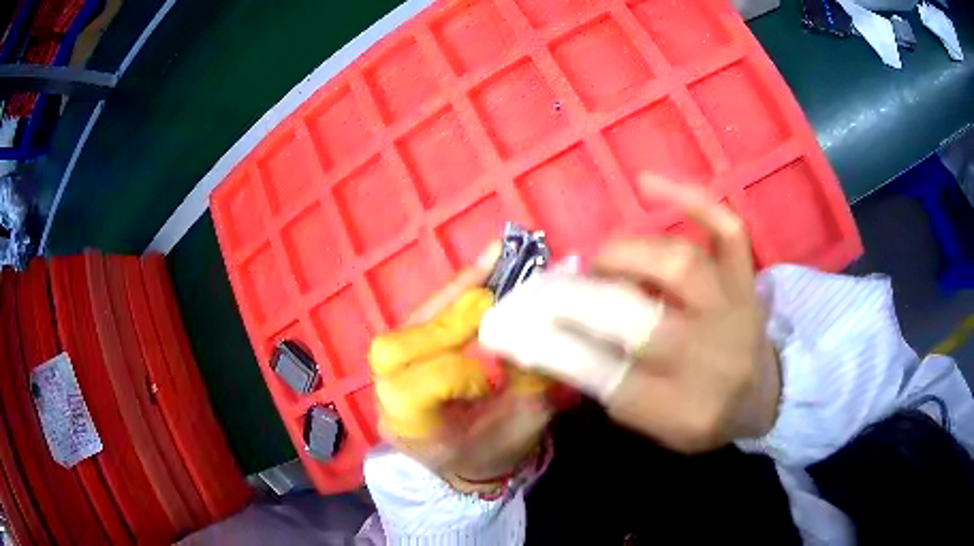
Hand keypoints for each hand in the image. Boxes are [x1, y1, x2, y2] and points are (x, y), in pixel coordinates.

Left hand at [368, 244, 552, 492]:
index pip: (414, 388)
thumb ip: (529, 381)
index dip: (455, 371)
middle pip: (393, 349)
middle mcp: (387, 401)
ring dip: (449, 296)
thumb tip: (537, 322)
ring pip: (404, 325)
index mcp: (413, 431)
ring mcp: (387, 375)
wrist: (472, 464)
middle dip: (446, 322)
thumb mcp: (524, 425)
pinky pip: (418, 318)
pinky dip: (449, 295)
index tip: (494, 372)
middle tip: (492, 300)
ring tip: (490, 266)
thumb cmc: (497, 452)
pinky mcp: (402, 355)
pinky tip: (479, 275)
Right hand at [479, 175, 780, 452]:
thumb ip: (608, 388)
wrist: (764, 395)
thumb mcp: (654, 427)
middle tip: (548, 289)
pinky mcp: (747, 278)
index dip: (553, 349)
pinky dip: (689, 198)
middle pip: (637, 320)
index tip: (513, 328)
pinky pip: (726, 229)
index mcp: (681, 407)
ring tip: (600, 260)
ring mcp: (733, 308)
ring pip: (679, 263)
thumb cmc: (702, 415)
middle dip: (577, 300)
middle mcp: (710, 355)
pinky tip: (647, 182)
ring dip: (625, 254)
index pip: (606, 377)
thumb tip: (552, 341)